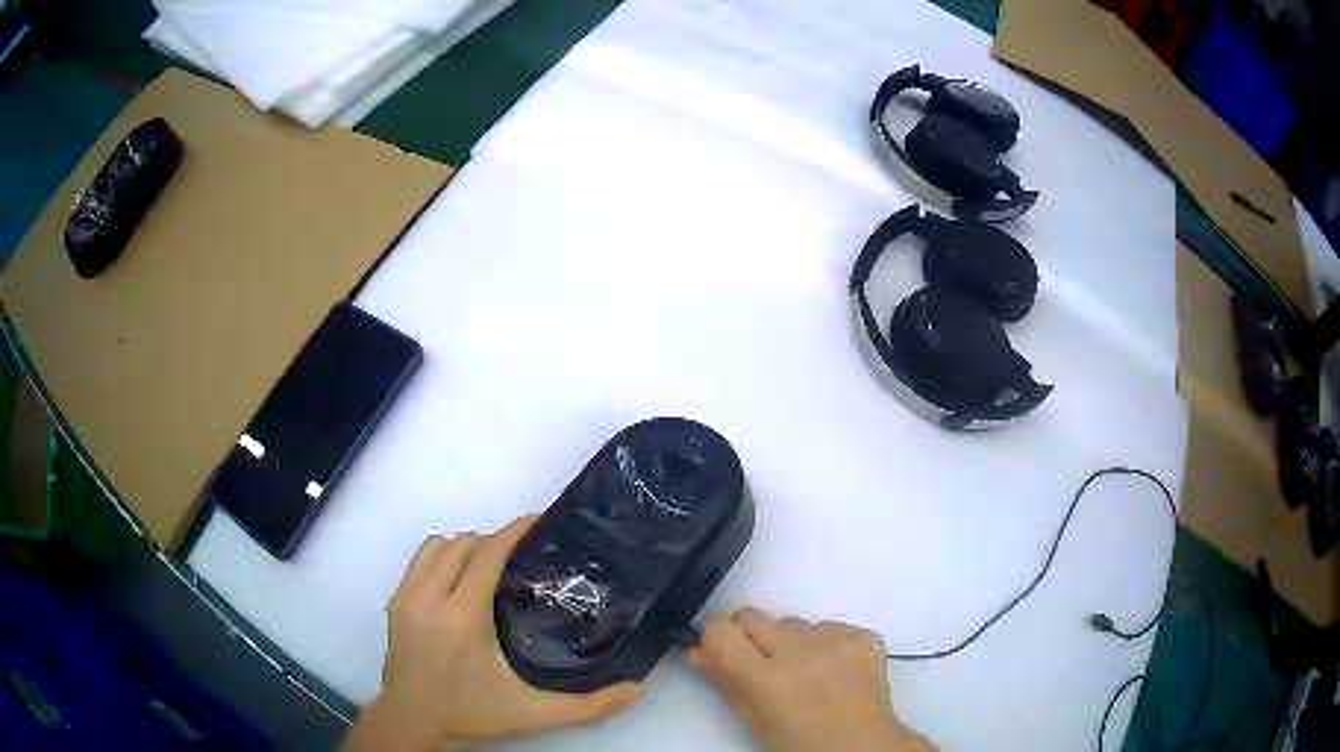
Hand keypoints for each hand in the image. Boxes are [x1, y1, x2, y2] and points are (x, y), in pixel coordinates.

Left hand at [346, 517, 639, 750]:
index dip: (514, 530)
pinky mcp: (394, 603)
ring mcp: (407, 597)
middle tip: (523, 556)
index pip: (488, 552)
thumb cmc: (472, 715)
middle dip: (495, 539)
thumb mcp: (533, 714)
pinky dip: (442, 558)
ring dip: (466, 546)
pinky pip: (419, 561)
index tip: (539, 522)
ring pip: (437, 545)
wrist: (412, 724)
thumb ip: (588, 706)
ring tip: (491, 566)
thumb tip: (636, 688)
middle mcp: (430, 597)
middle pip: (464, 542)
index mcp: (464, 616)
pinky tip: (460, 582)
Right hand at [689, 608, 936, 751]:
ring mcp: (838, 640)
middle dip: (749, 635)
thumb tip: (697, 648)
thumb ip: (724, 680)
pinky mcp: (865, 636)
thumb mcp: (753, 721)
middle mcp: (801, 651)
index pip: (721, 629)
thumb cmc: (799, 743)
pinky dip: (825, 643)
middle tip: (761, 662)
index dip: (716, 637)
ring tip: (805, 671)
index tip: (721, 650)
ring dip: (790, 641)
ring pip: (793, 622)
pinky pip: (830, 626)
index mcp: (767, 678)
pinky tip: (833, 669)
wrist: (862, 747)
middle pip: (753, 615)